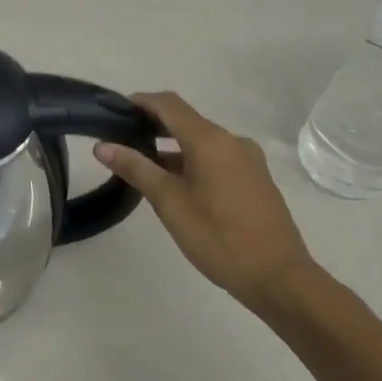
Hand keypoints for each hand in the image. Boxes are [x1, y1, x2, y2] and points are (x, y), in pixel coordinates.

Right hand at [94, 92, 316, 310]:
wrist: (279, 278)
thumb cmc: (218, 237)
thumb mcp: (169, 202)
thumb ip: (136, 168)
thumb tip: (103, 146)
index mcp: (211, 140)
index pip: (169, 104)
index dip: (140, 102)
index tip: (113, 111)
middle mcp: (232, 141)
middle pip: (186, 120)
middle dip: (153, 125)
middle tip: (121, 139)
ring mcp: (248, 160)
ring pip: (201, 141)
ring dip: (171, 146)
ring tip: (141, 164)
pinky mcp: (255, 179)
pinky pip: (216, 157)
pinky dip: (191, 160)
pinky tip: (174, 183)